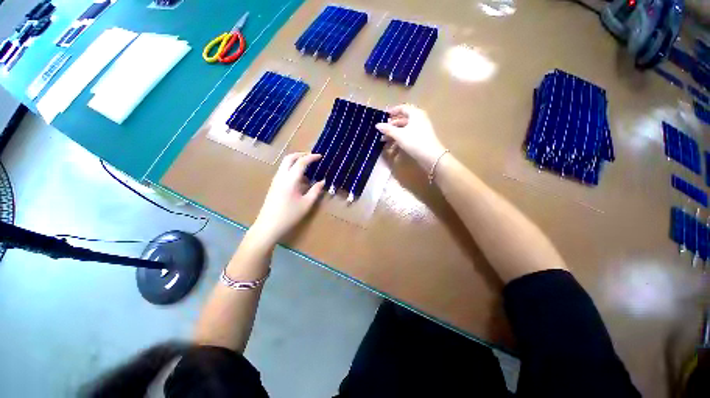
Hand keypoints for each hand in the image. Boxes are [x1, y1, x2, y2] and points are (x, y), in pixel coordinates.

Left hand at [250, 153, 324, 244]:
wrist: (268, 226)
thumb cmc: (289, 216)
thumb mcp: (306, 204)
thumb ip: (315, 191)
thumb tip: (322, 181)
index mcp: (290, 180)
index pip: (301, 162)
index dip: (311, 157)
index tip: (320, 156)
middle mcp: (281, 176)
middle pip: (289, 158)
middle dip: (301, 154)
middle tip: (312, 157)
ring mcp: (276, 180)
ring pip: (285, 163)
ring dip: (296, 161)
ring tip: (308, 166)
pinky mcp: (274, 185)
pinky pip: (283, 170)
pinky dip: (292, 168)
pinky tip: (300, 178)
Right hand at [376, 104, 446, 170]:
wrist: (431, 156)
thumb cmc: (414, 141)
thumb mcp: (399, 135)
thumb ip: (388, 129)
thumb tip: (377, 125)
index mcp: (415, 113)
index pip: (402, 108)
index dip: (392, 111)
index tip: (384, 115)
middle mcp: (419, 119)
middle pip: (403, 119)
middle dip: (391, 125)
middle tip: (382, 129)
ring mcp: (420, 129)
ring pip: (405, 128)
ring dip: (394, 133)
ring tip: (384, 139)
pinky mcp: (420, 138)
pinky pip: (408, 135)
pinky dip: (400, 138)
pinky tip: (392, 145)